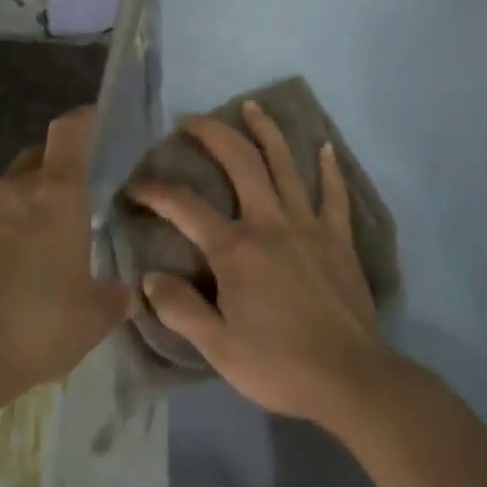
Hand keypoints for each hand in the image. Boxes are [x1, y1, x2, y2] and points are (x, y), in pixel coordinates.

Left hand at [0, 105, 132, 388]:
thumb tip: (125, 294)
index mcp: (57, 193)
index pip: (70, 131)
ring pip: (7, 192)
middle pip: (37, 157)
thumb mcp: (93, 316)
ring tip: (36, 247)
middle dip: (55, 170)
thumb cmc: (39, 322)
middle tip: (72, 202)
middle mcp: (14, 189)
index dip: (84, 120)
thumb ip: (114, 298)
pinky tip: (0, 274)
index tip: (95, 122)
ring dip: (23, 207)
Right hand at [129, 101, 393, 425]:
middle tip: (192, 119)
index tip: (134, 186)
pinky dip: (329, 169)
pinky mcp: (338, 238)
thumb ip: (181, 309)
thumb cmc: (279, 365)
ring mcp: (308, 226)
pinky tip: (324, 147)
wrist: (352, 379)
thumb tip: (150, 277)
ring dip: (267, 132)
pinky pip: (334, 195)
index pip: (184, 206)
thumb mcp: (218, 348)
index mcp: (235, 249)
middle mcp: (270, 223)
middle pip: (240, 162)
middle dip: (213, 134)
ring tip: (252, 106)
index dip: (154, 191)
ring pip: (285, 165)